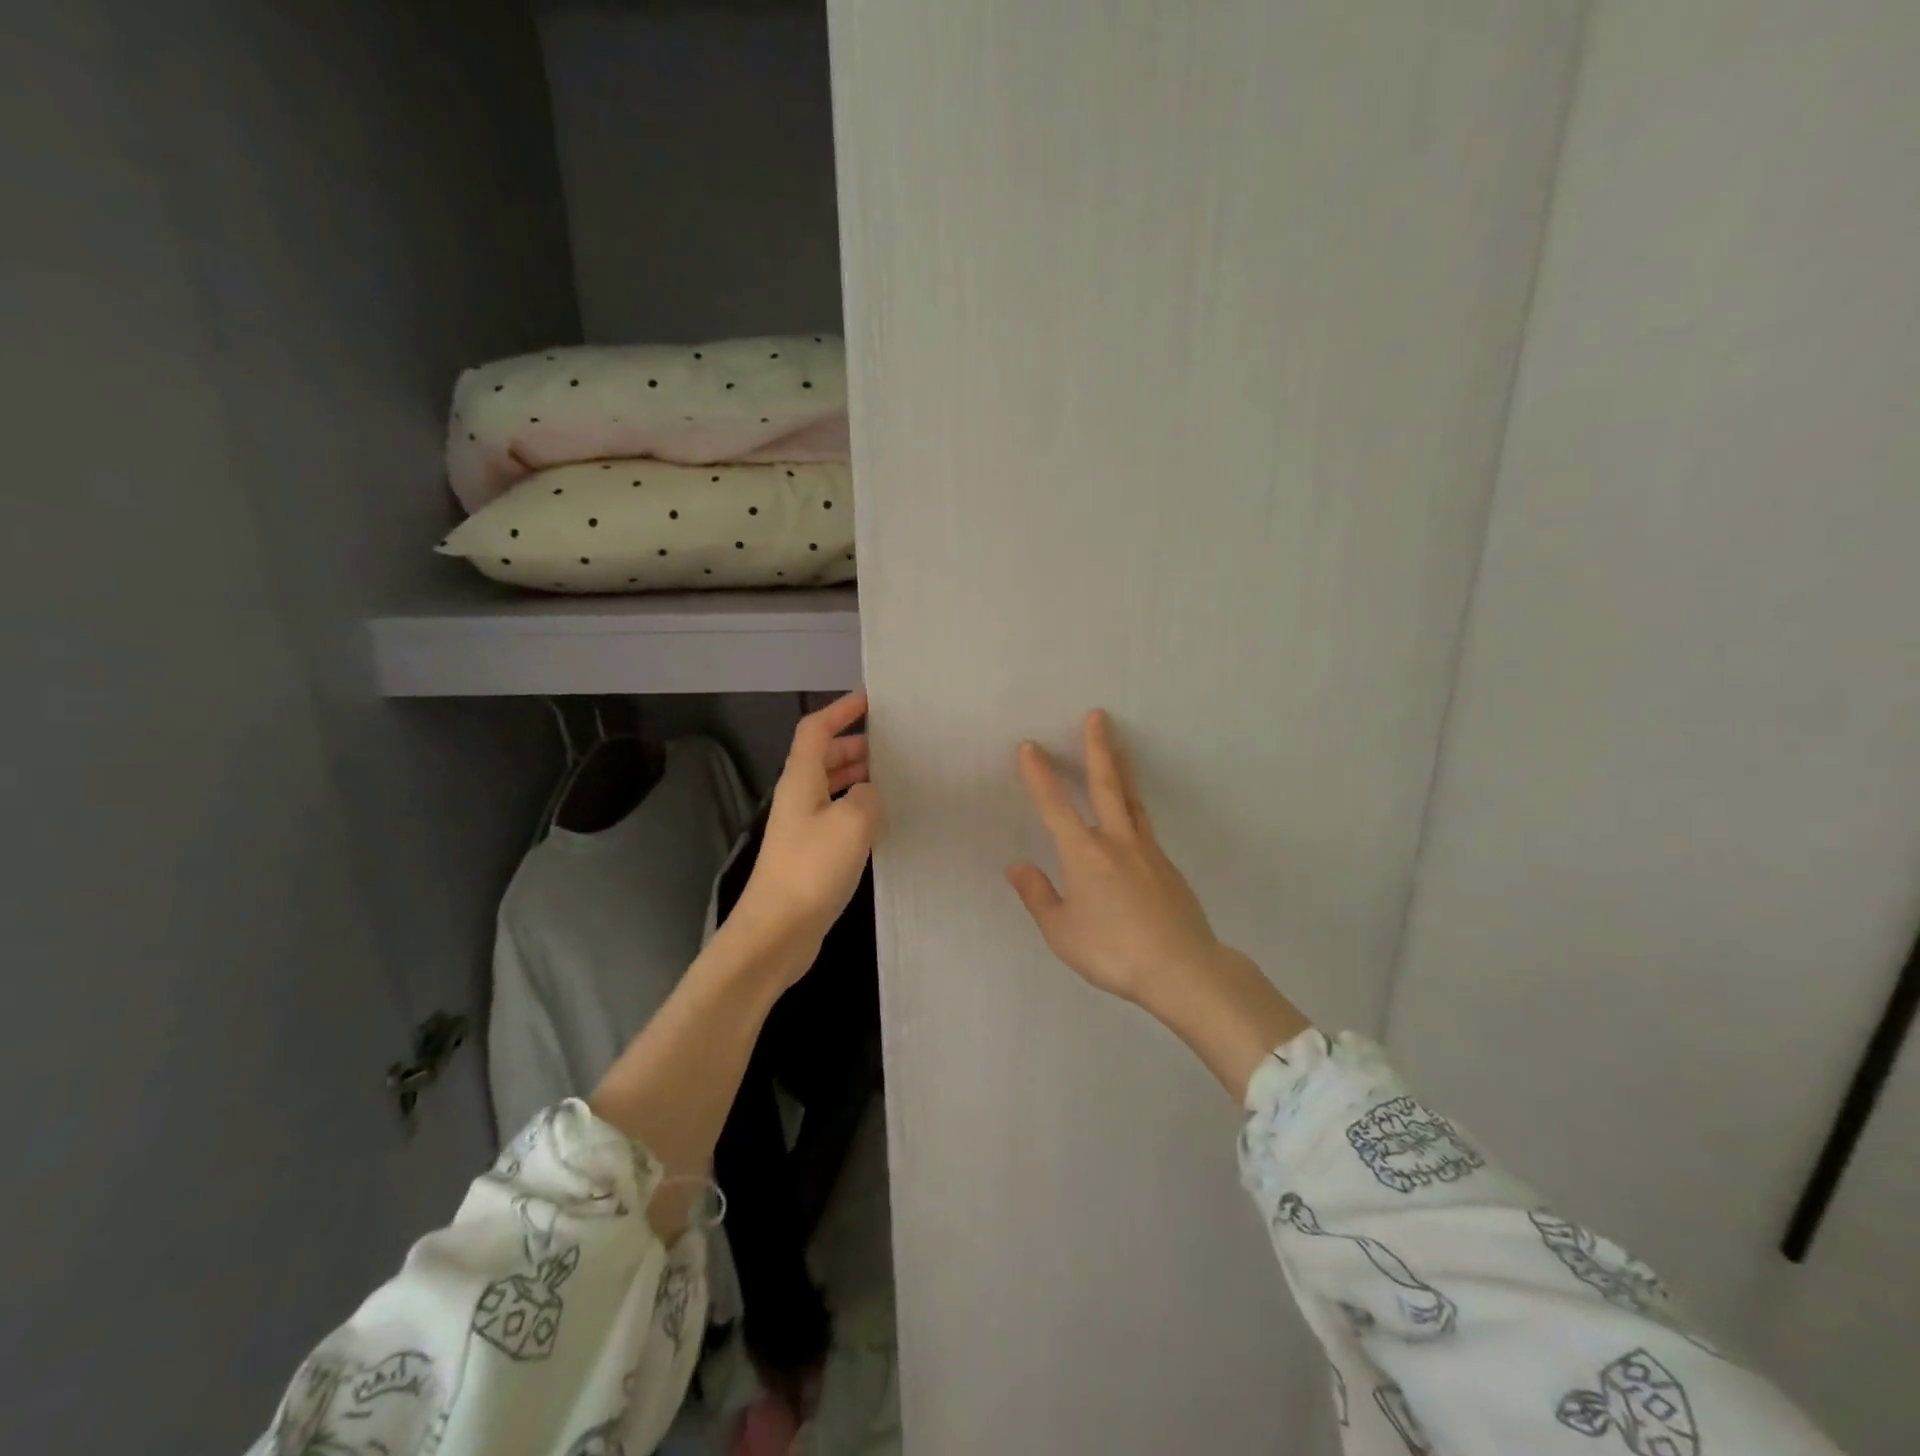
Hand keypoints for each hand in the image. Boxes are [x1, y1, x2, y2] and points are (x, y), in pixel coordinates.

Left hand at [728, 690, 879, 984]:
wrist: (777, 932)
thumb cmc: (811, 870)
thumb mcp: (851, 823)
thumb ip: (866, 797)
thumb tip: (869, 793)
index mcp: (801, 780)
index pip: (816, 730)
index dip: (840, 710)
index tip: (870, 701)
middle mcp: (799, 798)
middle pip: (823, 757)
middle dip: (854, 744)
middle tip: (893, 744)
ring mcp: (803, 828)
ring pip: (831, 787)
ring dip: (857, 776)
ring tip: (893, 777)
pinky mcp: (811, 855)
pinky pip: (837, 816)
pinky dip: (858, 808)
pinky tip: (882, 820)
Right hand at [1006, 709, 1226, 1007]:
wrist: (1181, 968)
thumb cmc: (1113, 951)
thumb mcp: (1062, 932)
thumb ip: (1038, 896)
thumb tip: (1017, 866)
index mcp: (1084, 854)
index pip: (1055, 806)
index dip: (1039, 776)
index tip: (1029, 747)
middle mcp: (1116, 842)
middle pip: (1106, 784)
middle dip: (1097, 748)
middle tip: (1097, 716)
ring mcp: (1147, 851)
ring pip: (1132, 800)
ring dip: (1122, 770)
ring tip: (1119, 749)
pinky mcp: (1168, 867)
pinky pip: (1145, 827)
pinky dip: (1134, 809)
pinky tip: (1132, 819)